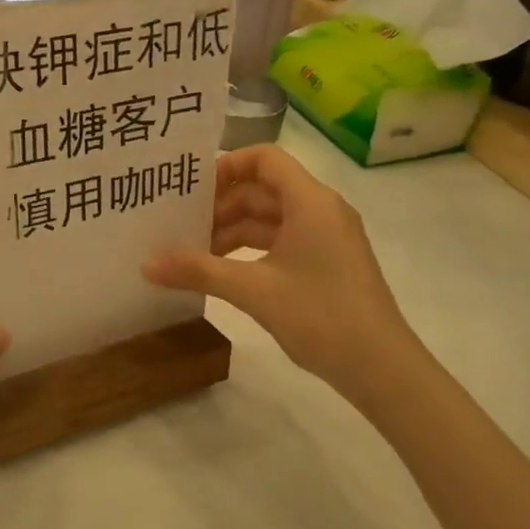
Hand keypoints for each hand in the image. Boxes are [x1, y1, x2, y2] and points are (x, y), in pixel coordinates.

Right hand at [144, 145, 425, 406]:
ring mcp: (327, 237)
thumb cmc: (321, 316)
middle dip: (222, 205)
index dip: (227, 166)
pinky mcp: (327, 262)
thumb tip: (146, 265)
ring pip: (270, 218)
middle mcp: (321, 209)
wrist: (384, 370)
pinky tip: (223, 271)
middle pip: (263, 189)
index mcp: (310, 201)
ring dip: (233, 230)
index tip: (192, 190)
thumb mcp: (253, 290)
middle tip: (182, 225)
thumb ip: (198, 271)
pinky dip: (251, 249)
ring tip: (194, 252)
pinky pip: (282, 240)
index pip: (264, 158)